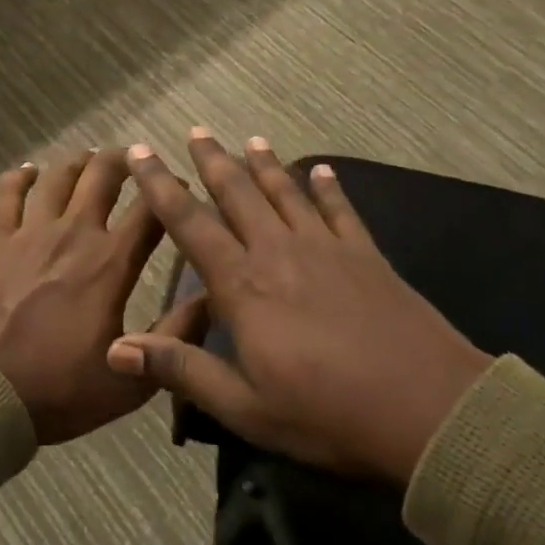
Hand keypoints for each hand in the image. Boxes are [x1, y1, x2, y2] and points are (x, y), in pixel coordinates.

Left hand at [0, 149, 205, 445]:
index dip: (172, 190)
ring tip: (90, 160)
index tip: (181, 185)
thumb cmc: (60, 389)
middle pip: (103, 175)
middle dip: (125, 160)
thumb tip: (212, 297)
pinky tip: (30, 171)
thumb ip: (175, 336)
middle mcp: (74, 233)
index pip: (151, 209)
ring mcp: (30, 232)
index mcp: (110, 262)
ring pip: (59, 176)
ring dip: (79, 161)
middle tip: (136, 160)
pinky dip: (21, 176)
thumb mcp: (132, 380)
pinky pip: (8, 193)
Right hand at [107, 132, 491, 487]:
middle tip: (195, 130)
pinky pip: (341, 210)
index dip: (160, 185)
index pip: (189, 223)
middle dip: (212, 160)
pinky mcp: (366, 255)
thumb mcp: (245, 408)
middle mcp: (278, 251)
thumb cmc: (328, 414)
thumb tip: (116, 349)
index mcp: (243, 285)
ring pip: (286, 192)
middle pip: (238, 193)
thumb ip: (182, 370)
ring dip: (265, 164)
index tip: (141, 151)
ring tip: (250, 139)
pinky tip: (323, 171)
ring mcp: (326, 248)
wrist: (429, 409)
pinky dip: (329, 188)